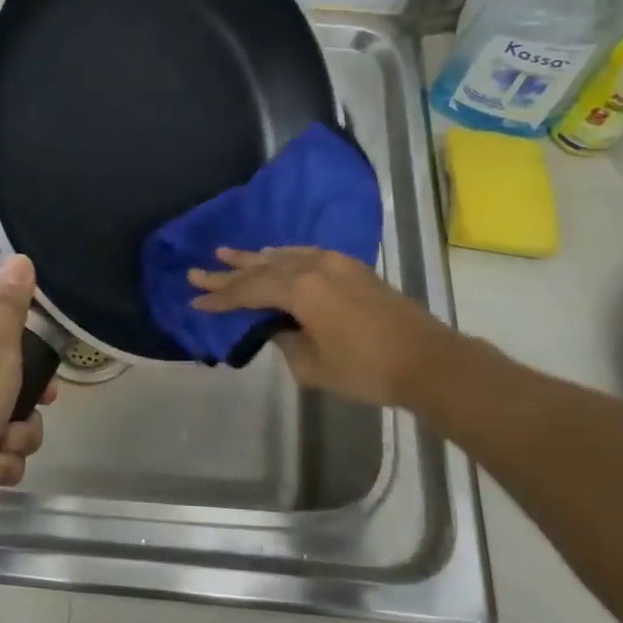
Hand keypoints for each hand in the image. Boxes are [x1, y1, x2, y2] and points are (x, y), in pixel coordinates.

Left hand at [0, 255, 56, 517]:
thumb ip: (12, 307)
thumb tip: (20, 257)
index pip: (6, 310)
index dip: (34, 332)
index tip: (50, 356)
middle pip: (15, 368)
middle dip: (32, 399)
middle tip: (38, 406)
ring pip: (10, 412)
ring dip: (18, 436)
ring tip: (4, 447)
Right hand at [189, 247, 440, 408]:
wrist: (428, 360)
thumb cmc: (367, 369)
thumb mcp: (313, 366)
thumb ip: (286, 341)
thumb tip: (277, 326)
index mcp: (301, 290)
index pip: (249, 291)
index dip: (220, 298)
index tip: (195, 300)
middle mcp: (314, 267)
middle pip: (262, 268)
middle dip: (228, 272)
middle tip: (197, 271)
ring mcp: (337, 264)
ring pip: (284, 256)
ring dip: (255, 258)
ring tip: (228, 254)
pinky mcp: (353, 268)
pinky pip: (306, 255)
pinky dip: (284, 257)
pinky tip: (276, 258)